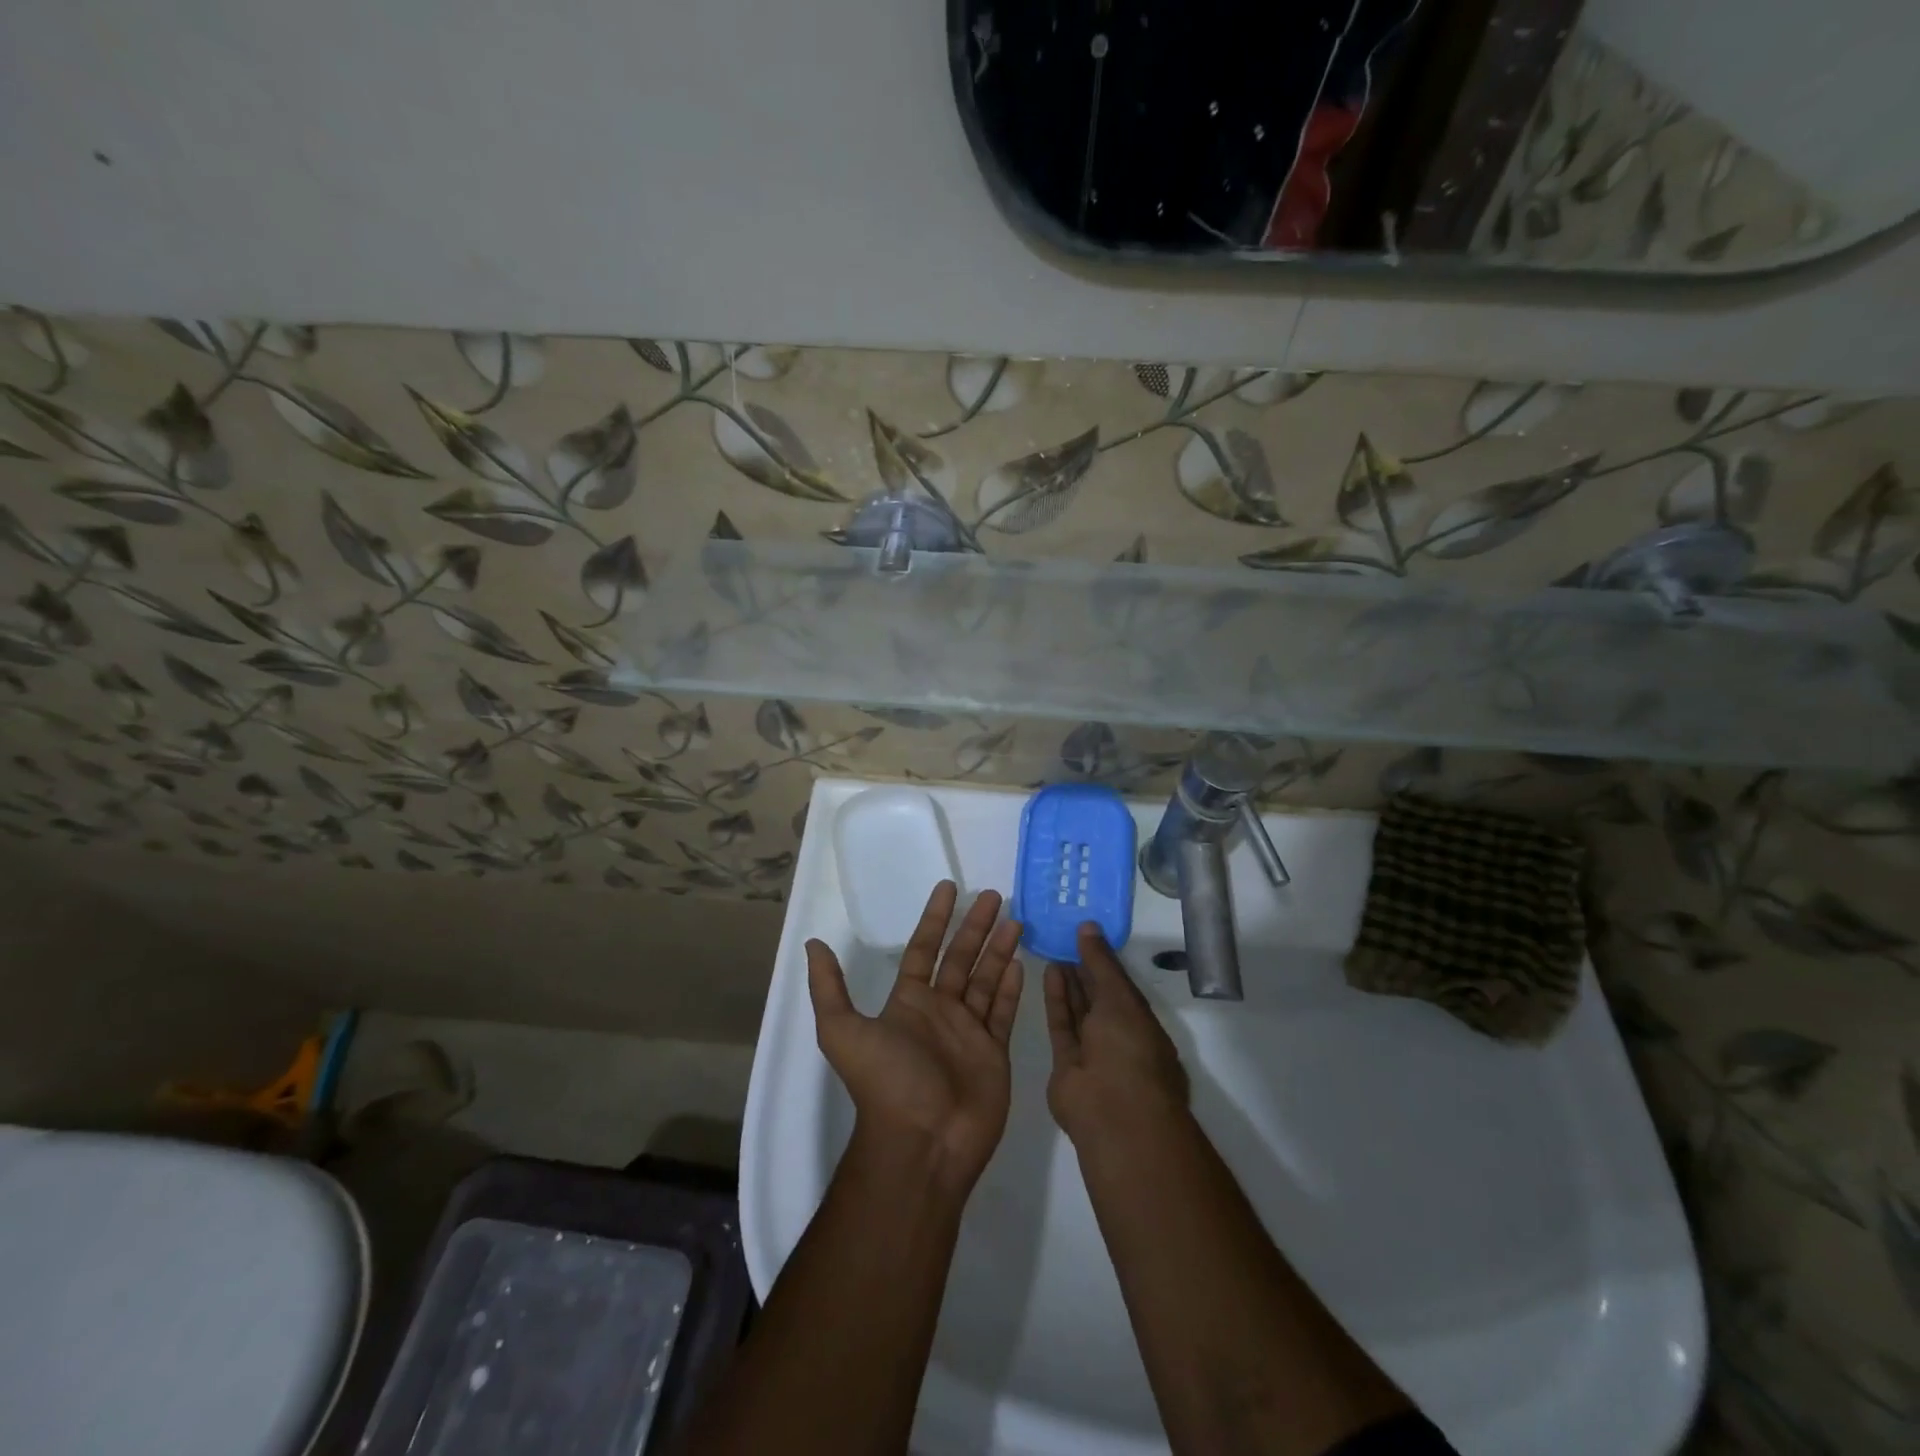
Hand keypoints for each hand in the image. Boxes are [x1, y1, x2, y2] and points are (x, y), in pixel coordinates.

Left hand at [806, 882, 1023, 1194]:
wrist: (922, 1143)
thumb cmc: (886, 1082)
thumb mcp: (842, 1031)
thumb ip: (829, 987)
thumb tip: (813, 944)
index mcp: (907, 1002)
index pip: (923, 948)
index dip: (936, 918)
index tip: (950, 888)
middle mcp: (939, 1011)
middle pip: (960, 958)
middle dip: (976, 926)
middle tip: (996, 895)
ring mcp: (968, 1032)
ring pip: (985, 979)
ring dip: (998, 949)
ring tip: (1016, 919)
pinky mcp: (993, 1052)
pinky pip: (1003, 1011)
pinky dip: (1011, 988)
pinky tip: (1020, 962)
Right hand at [1044, 923, 1189, 1145]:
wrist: (1112, 1111)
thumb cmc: (1129, 1049)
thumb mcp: (1120, 997)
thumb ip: (1101, 962)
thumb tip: (1088, 926)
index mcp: (1143, 1024)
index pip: (1122, 987)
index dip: (1104, 962)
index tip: (1085, 935)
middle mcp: (1120, 1038)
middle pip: (1099, 998)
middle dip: (1084, 971)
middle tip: (1064, 938)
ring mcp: (1093, 1053)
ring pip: (1079, 1012)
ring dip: (1069, 983)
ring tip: (1054, 950)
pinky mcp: (1066, 1064)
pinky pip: (1062, 1025)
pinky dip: (1056, 1000)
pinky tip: (1049, 973)